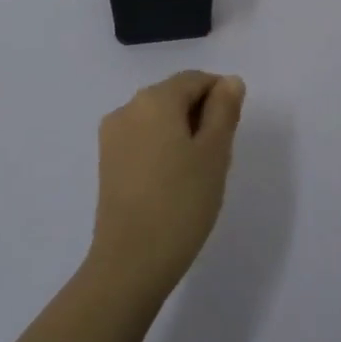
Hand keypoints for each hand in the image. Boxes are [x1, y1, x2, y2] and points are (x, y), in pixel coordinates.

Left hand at [88, 71, 246, 300]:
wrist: (130, 262)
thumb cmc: (181, 202)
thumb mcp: (215, 153)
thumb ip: (224, 110)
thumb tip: (229, 81)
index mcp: (155, 99)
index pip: (195, 80)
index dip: (220, 96)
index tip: (233, 131)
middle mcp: (128, 107)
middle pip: (174, 96)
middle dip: (201, 115)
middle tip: (219, 157)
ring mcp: (112, 135)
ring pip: (158, 119)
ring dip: (182, 133)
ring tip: (198, 173)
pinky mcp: (107, 161)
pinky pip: (143, 139)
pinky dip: (163, 148)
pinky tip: (174, 181)